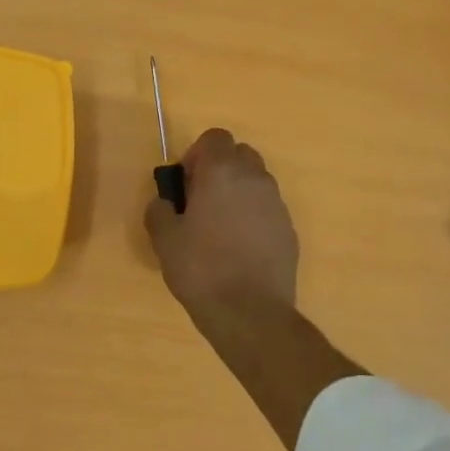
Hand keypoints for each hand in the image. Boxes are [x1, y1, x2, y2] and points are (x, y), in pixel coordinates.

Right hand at [144, 128, 298, 326]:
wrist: (249, 312)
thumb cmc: (200, 268)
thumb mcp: (164, 239)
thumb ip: (160, 209)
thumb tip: (165, 202)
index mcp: (222, 172)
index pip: (215, 137)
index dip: (197, 155)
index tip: (186, 184)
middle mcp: (255, 179)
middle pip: (239, 155)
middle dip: (220, 170)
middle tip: (200, 202)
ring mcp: (277, 204)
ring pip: (256, 182)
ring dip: (237, 193)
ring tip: (219, 229)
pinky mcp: (289, 230)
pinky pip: (267, 210)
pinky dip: (252, 217)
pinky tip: (238, 249)